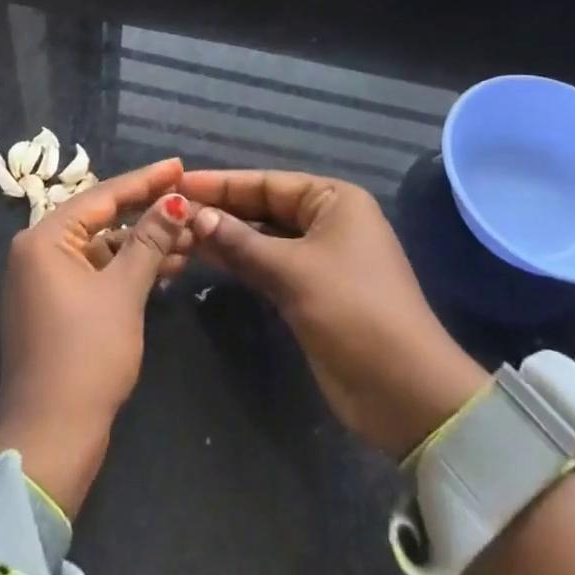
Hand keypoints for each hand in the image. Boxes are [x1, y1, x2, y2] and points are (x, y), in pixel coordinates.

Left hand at [0, 157, 191, 517]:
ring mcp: (45, 281)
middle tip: (189, 200)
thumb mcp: (124, 291)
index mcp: (44, 239)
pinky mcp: (56, 307)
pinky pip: (97, 273)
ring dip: (143, 244)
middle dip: (148, 214)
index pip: (102, 197)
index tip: (179, 165)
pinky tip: (166, 266)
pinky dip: (128, 269)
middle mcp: (38, 252)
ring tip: (190, 236)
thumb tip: (176, 201)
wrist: (52, 437)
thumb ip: (150, 240)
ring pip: (103, 248)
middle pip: (102, 219)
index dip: (145, 180)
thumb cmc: (86, 354)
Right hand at [183, 170, 488, 459]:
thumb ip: (241, 241)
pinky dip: (239, 261)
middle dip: (220, 209)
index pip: (267, 182)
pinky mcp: (310, 291)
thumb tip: (195, 216)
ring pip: (262, 237)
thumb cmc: (354, 312)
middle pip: (263, 207)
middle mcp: (327, 221)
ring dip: (225, 236)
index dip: (221, 183)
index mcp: (334, 200)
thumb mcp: (294, 271)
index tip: (177, 183)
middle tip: (169, 210)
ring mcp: (319, 258)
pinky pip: (267, 265)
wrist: (405, 392)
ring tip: (176, 233)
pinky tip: (203, 257)